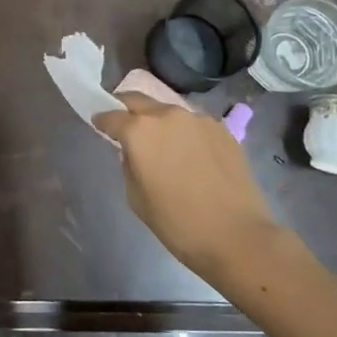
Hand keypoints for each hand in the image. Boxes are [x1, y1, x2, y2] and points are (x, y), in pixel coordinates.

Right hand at [93, 93, 281, 277]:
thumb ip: (129, 164)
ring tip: (165, 145)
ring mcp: (198, 119)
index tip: (99, 125)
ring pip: (169, 111)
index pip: (111, 115)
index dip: (102, 120)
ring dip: (160, 122)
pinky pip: (195, 124)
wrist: (237, 236)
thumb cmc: (178, 223)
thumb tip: (134, 152)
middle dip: (128, 110)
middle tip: (127, 126)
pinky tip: (193, 156)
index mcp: (140, 131)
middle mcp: (167, 115)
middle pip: (139, 100)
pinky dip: (187, 133)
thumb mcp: (136, 197)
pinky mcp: (223, 129)